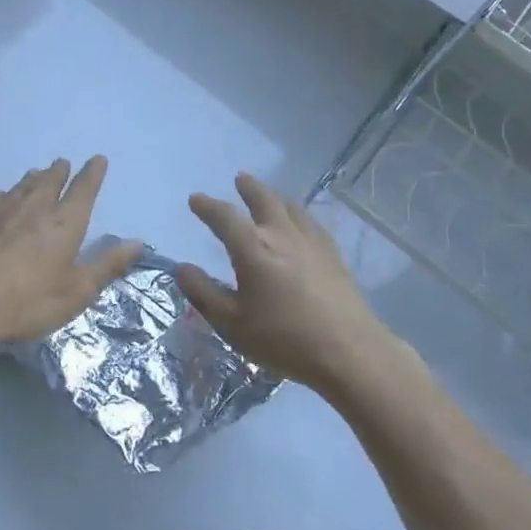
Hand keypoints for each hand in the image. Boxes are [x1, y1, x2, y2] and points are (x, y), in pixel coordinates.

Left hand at [0, 156, 141, 352]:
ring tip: (38, 175)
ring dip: (35, 177)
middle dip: (60, 170)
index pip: (84, 188)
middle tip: (63, 164)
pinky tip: (3, 200)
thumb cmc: (27, 301)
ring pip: (24, 184)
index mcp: (66, 222)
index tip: (97, 159)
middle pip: (51, 179)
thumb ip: (107, 265)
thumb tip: (137, 242)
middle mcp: (36, 205)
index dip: (93, 173)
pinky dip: (7, 195)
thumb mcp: (76, 292)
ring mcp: (4, 207)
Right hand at [178, 173, 398, 394]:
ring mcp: (311, 241)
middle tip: (240, 179)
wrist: (348, 350)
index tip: (195, 199)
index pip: (224, 217)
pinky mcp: (333, 254)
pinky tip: (301, 223)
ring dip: (274, 197)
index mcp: (252, 248)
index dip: (207, 206)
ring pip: (290, 207)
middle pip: (264, 199)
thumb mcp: (232, 322)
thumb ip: (204, 292)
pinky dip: (298, 215)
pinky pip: (311, 222)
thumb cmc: (283, 338)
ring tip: (268, 196)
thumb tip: (182, 267)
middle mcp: (281, 234)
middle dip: (249, 188)